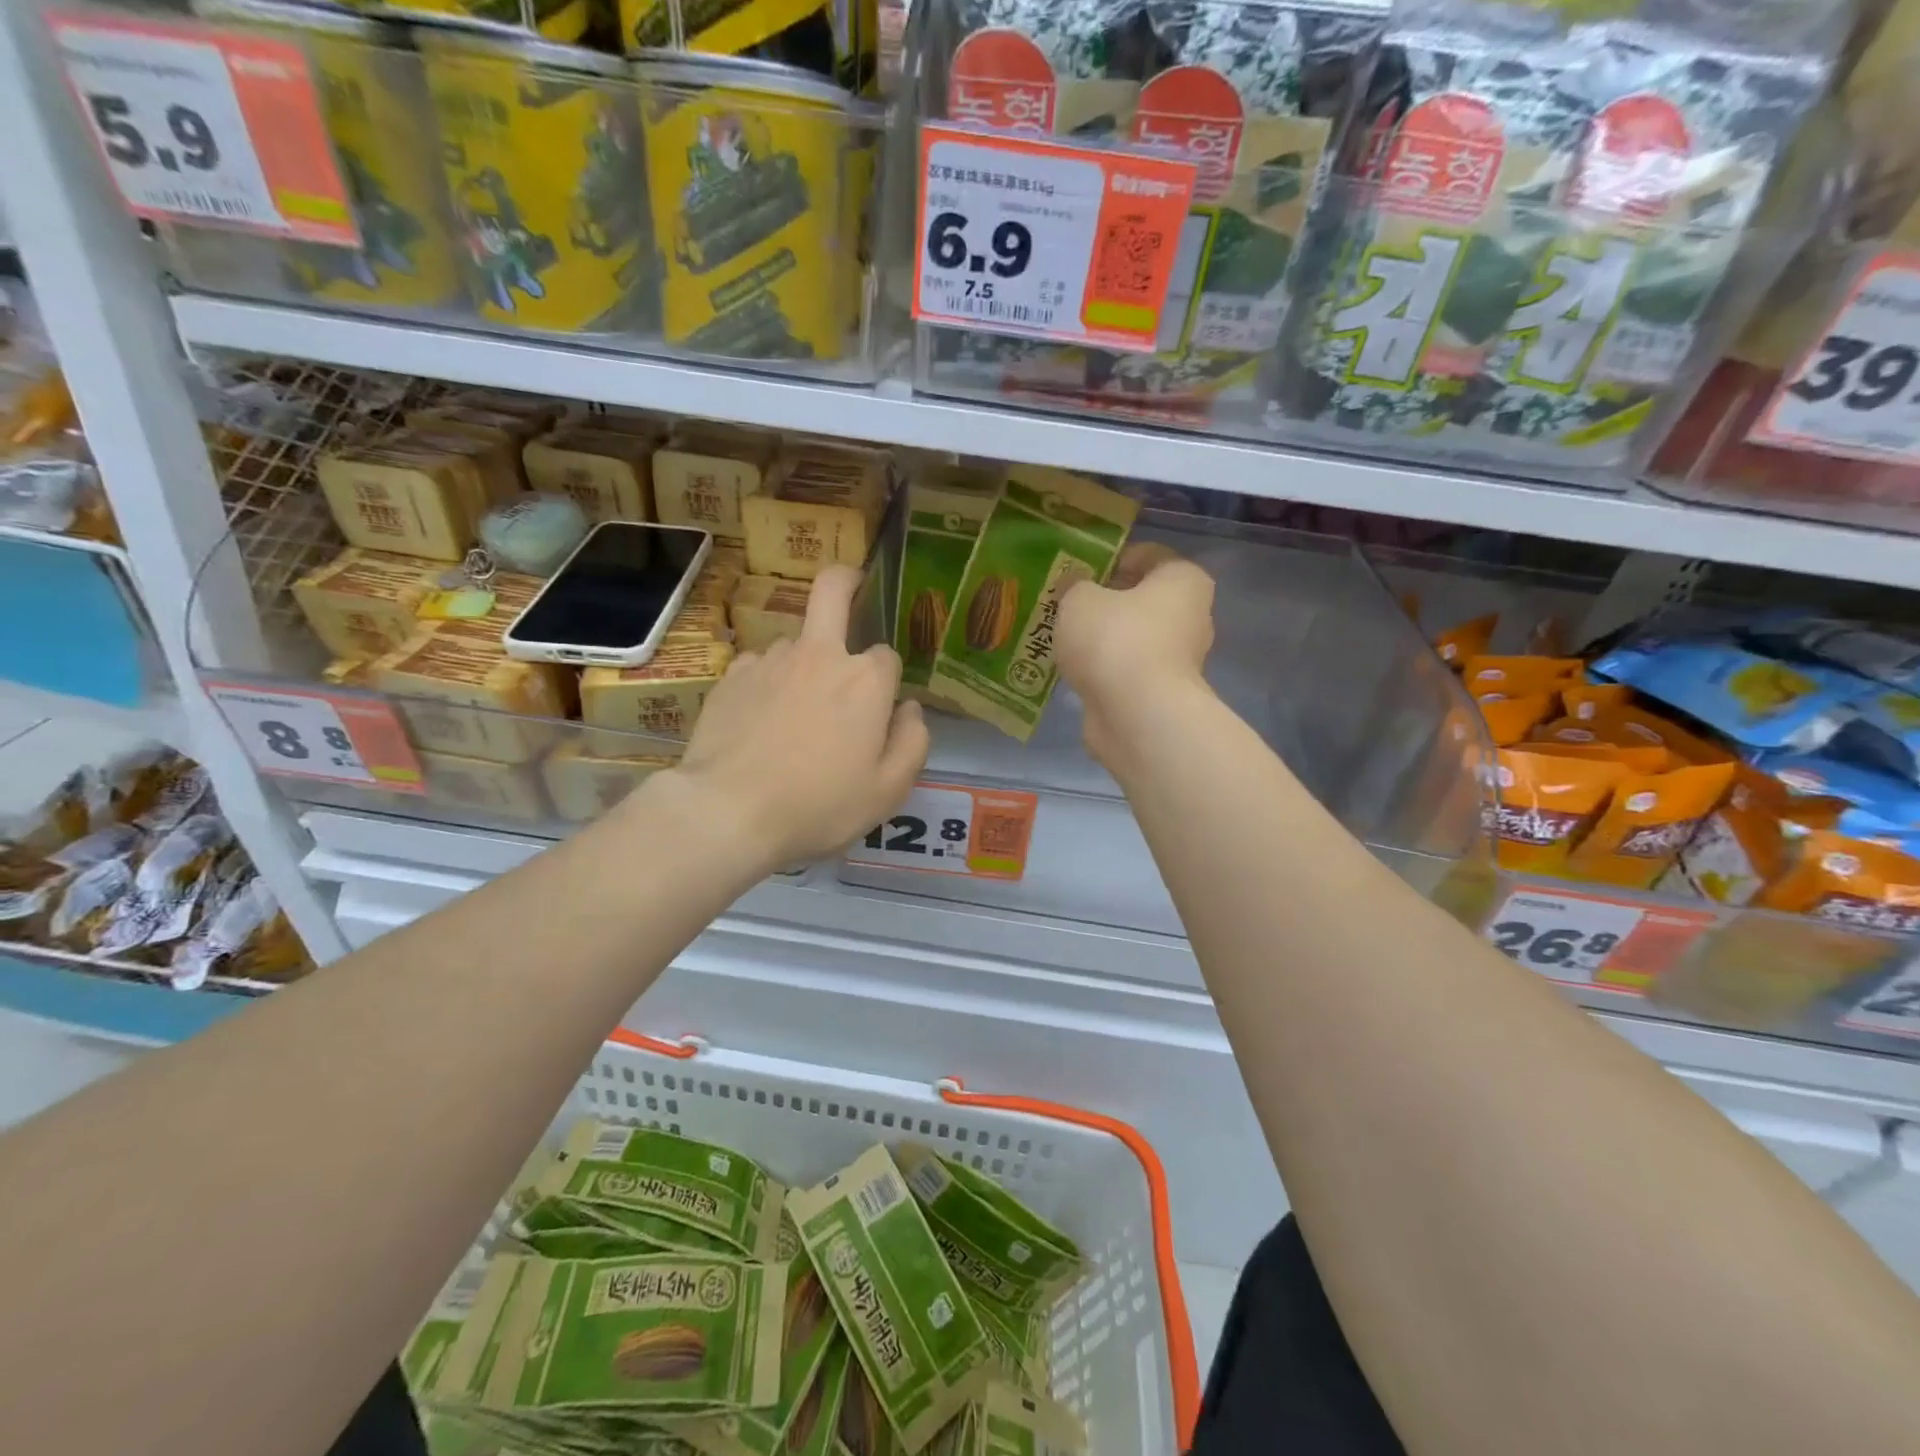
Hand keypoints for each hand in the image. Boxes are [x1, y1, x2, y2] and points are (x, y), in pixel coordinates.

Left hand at [663, 566, 928, 873]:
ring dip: (803, 662)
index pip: (887, 656)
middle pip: (833, 589)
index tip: (881, 710)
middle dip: (846, 581)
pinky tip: (759, 721)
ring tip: (793, 712)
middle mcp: (819, 655)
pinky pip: (759, 666)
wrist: (728, 811)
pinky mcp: (731, 676)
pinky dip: (767, 683)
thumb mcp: (888, 790)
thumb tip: (910, 709)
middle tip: (850, 590)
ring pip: (795, 642)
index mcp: (865, 680)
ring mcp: (770, 660)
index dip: (887, 680)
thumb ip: (913, 742)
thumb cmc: (819, 804)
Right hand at [1057, 544, 1215, 771]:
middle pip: (1142, 599)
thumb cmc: (1115, 640)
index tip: (1077, 572)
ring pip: (1133, 638)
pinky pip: (1127, 671)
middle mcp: (1192, 616)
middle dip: (1106, 602)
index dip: (1110, 559)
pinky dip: (1105, 671)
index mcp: (1183, 579)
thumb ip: (1075, 586)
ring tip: (1064, 640)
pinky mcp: (1162, 694)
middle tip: (1067, 607)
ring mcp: (1179, 660)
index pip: (1147, 555)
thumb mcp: (1079, 599)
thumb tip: (1075, 588)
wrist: (1136, 716)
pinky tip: (1075, 672)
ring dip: (1104, 639)